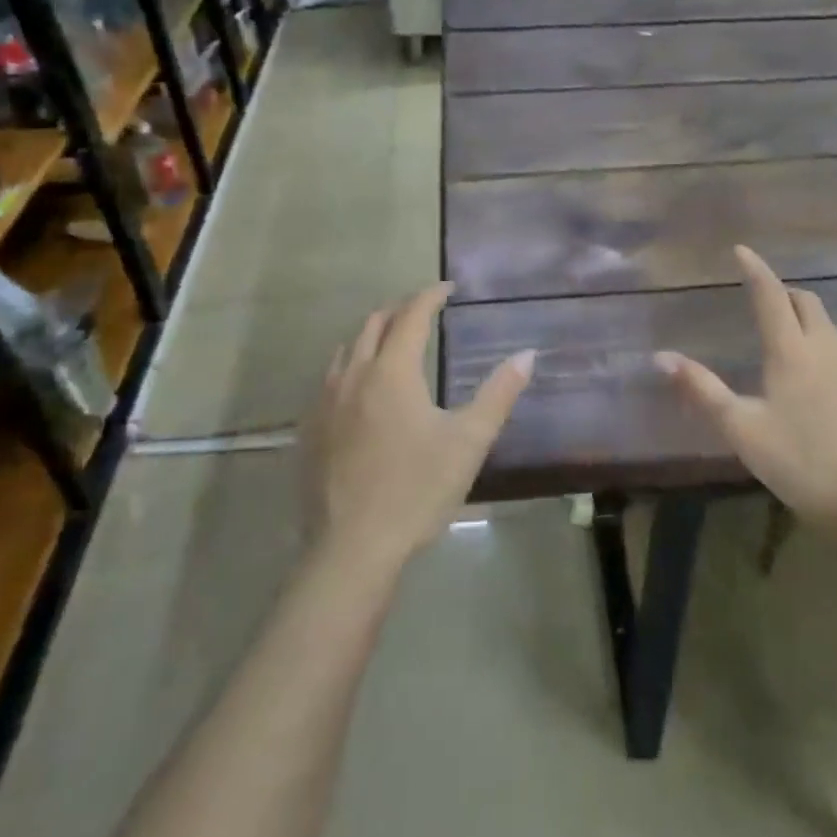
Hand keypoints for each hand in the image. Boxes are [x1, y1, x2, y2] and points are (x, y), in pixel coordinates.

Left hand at [301, 283, 533, 575]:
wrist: (352, 548)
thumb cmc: (417, 490)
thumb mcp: (469, 442)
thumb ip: (499, 394)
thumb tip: (527, 354)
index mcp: (392, 372)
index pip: (411, 316)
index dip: (430, 296)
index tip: (448, 288)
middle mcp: (353, 375)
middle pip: (373, 324)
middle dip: (400, 310)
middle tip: (424, 311)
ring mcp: (325, 402)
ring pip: (347, 349)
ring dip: (372, 335)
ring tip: (393, 342)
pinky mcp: (309, 429)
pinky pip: (329, 379)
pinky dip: (351, 365)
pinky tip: (361, 389)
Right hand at [655, 246, 836, 542]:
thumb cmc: (797, 462)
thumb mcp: (740, 428)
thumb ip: (701, 389)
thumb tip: (661, 357)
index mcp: (791, 351)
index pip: (770, 296)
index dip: (755, 270)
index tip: (742, 250)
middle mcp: (827, 348)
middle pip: (807, 303)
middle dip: (784, 294)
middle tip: (765, 301)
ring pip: (831, 329)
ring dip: (810, 323)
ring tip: (793, 340)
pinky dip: (835, 354)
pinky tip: (831, 377)